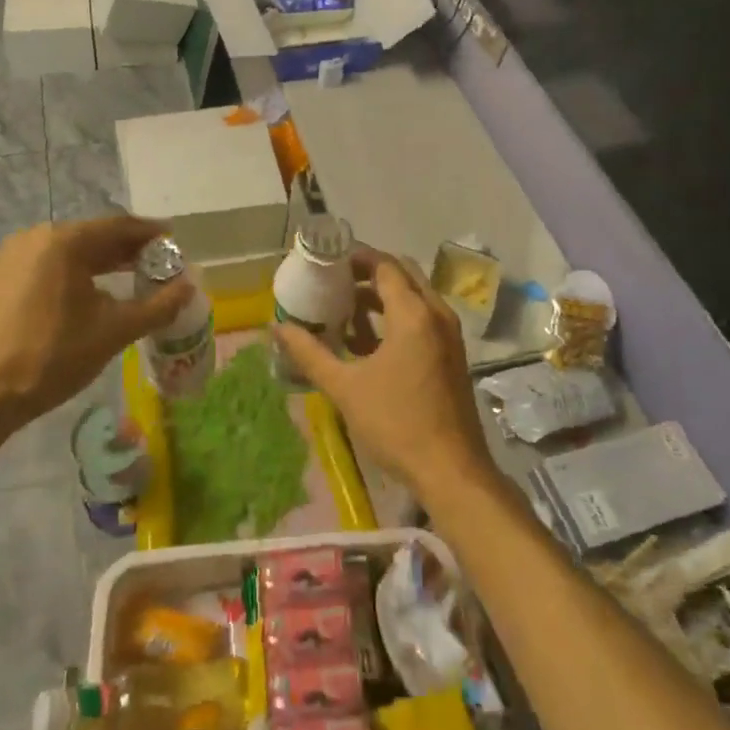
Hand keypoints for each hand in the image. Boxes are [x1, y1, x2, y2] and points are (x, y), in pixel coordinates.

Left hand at [0, 215, 191, 428]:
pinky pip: (51, 265)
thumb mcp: (114, 331)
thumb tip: (190, 287)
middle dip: (129, 249)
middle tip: (161, 264)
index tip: (176, 241)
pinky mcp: (2, 278)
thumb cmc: (52, 357)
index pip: (118, 227)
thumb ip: (158, 306)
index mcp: (63, 241)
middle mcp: (36, 237)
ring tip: (136, 278)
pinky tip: (96, 294)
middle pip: (94, 236)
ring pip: (72, 252)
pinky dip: (79, 273)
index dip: (151, 234)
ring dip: (105, 262)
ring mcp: (14, 257)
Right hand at [273, 247, 493, 503]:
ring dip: (381, 298)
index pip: (384, 265)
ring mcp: (449, 335)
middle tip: (333, 282)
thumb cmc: (396, 424)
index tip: (326, 262)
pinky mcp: (451, 354)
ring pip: (413, 297)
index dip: (355, 258)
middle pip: (402, 275)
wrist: (452, 471)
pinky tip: (366, 344)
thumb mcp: (345, 388)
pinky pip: (422, 319)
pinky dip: (396, 319)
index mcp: (413, 313)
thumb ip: (310, 353)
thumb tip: (277, 328)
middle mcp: (436, 313)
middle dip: (368, 274)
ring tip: (344, 313)